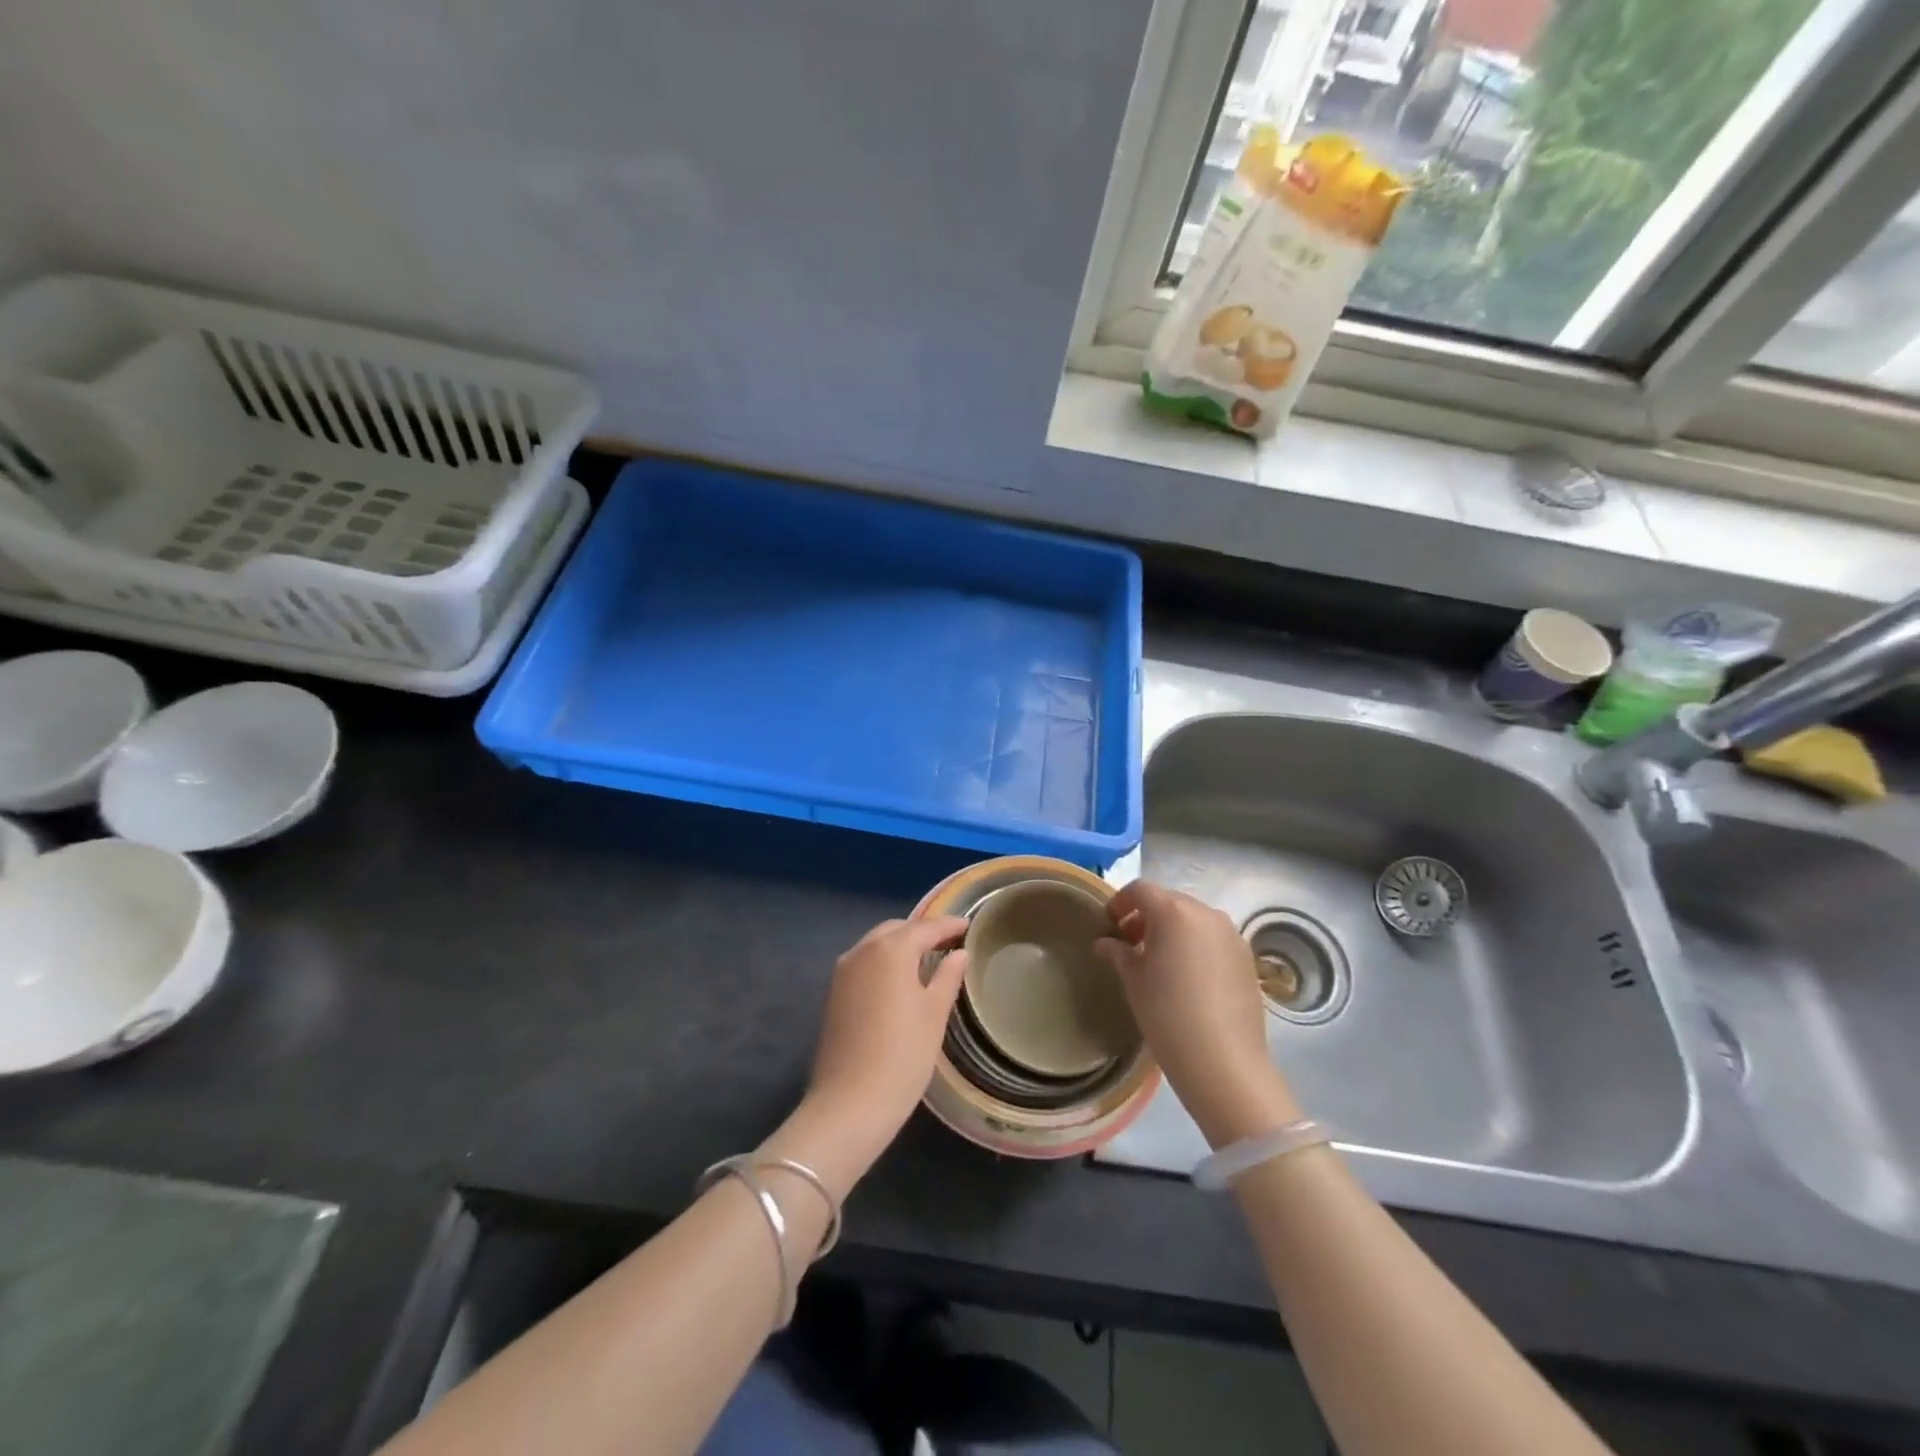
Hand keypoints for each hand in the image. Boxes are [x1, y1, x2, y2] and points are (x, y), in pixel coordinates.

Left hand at [781, 917, 969, 1189]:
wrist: (849, 1105)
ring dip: (901, 946)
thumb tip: (959, 954)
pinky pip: (864, 963)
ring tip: (928, 959)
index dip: (949, 925)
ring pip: (876, 945)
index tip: (969, 925)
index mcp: (890, 950)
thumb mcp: (934, 1014)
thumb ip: (948, 977)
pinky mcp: (833, 994)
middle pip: (897, 930)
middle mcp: (862, 951)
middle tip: (949, 943)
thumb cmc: (903, 1056)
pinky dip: (884, 962)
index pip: (926, 927)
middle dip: (922, 932)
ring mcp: (843, 972)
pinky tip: (900, 980)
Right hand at [1096, 881, 1300, 1146]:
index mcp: (1174, 912)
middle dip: (1146, 917)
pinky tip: (1187, 977)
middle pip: (1169, 901)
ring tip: (1159, 962)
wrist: (1223, 1061)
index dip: (1120, 902)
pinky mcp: (1246, 956)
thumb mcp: (1133, 980)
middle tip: (1131, 944)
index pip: (1140, 890)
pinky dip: (1195, 945)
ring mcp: (1231, 934)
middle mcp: (1206, 913)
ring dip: (1172, 931)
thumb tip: (1106, 943)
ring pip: (1193, 919)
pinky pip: (1213, 938)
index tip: (1110, 924)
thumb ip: (1118, 952)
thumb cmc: (1167, 1014)